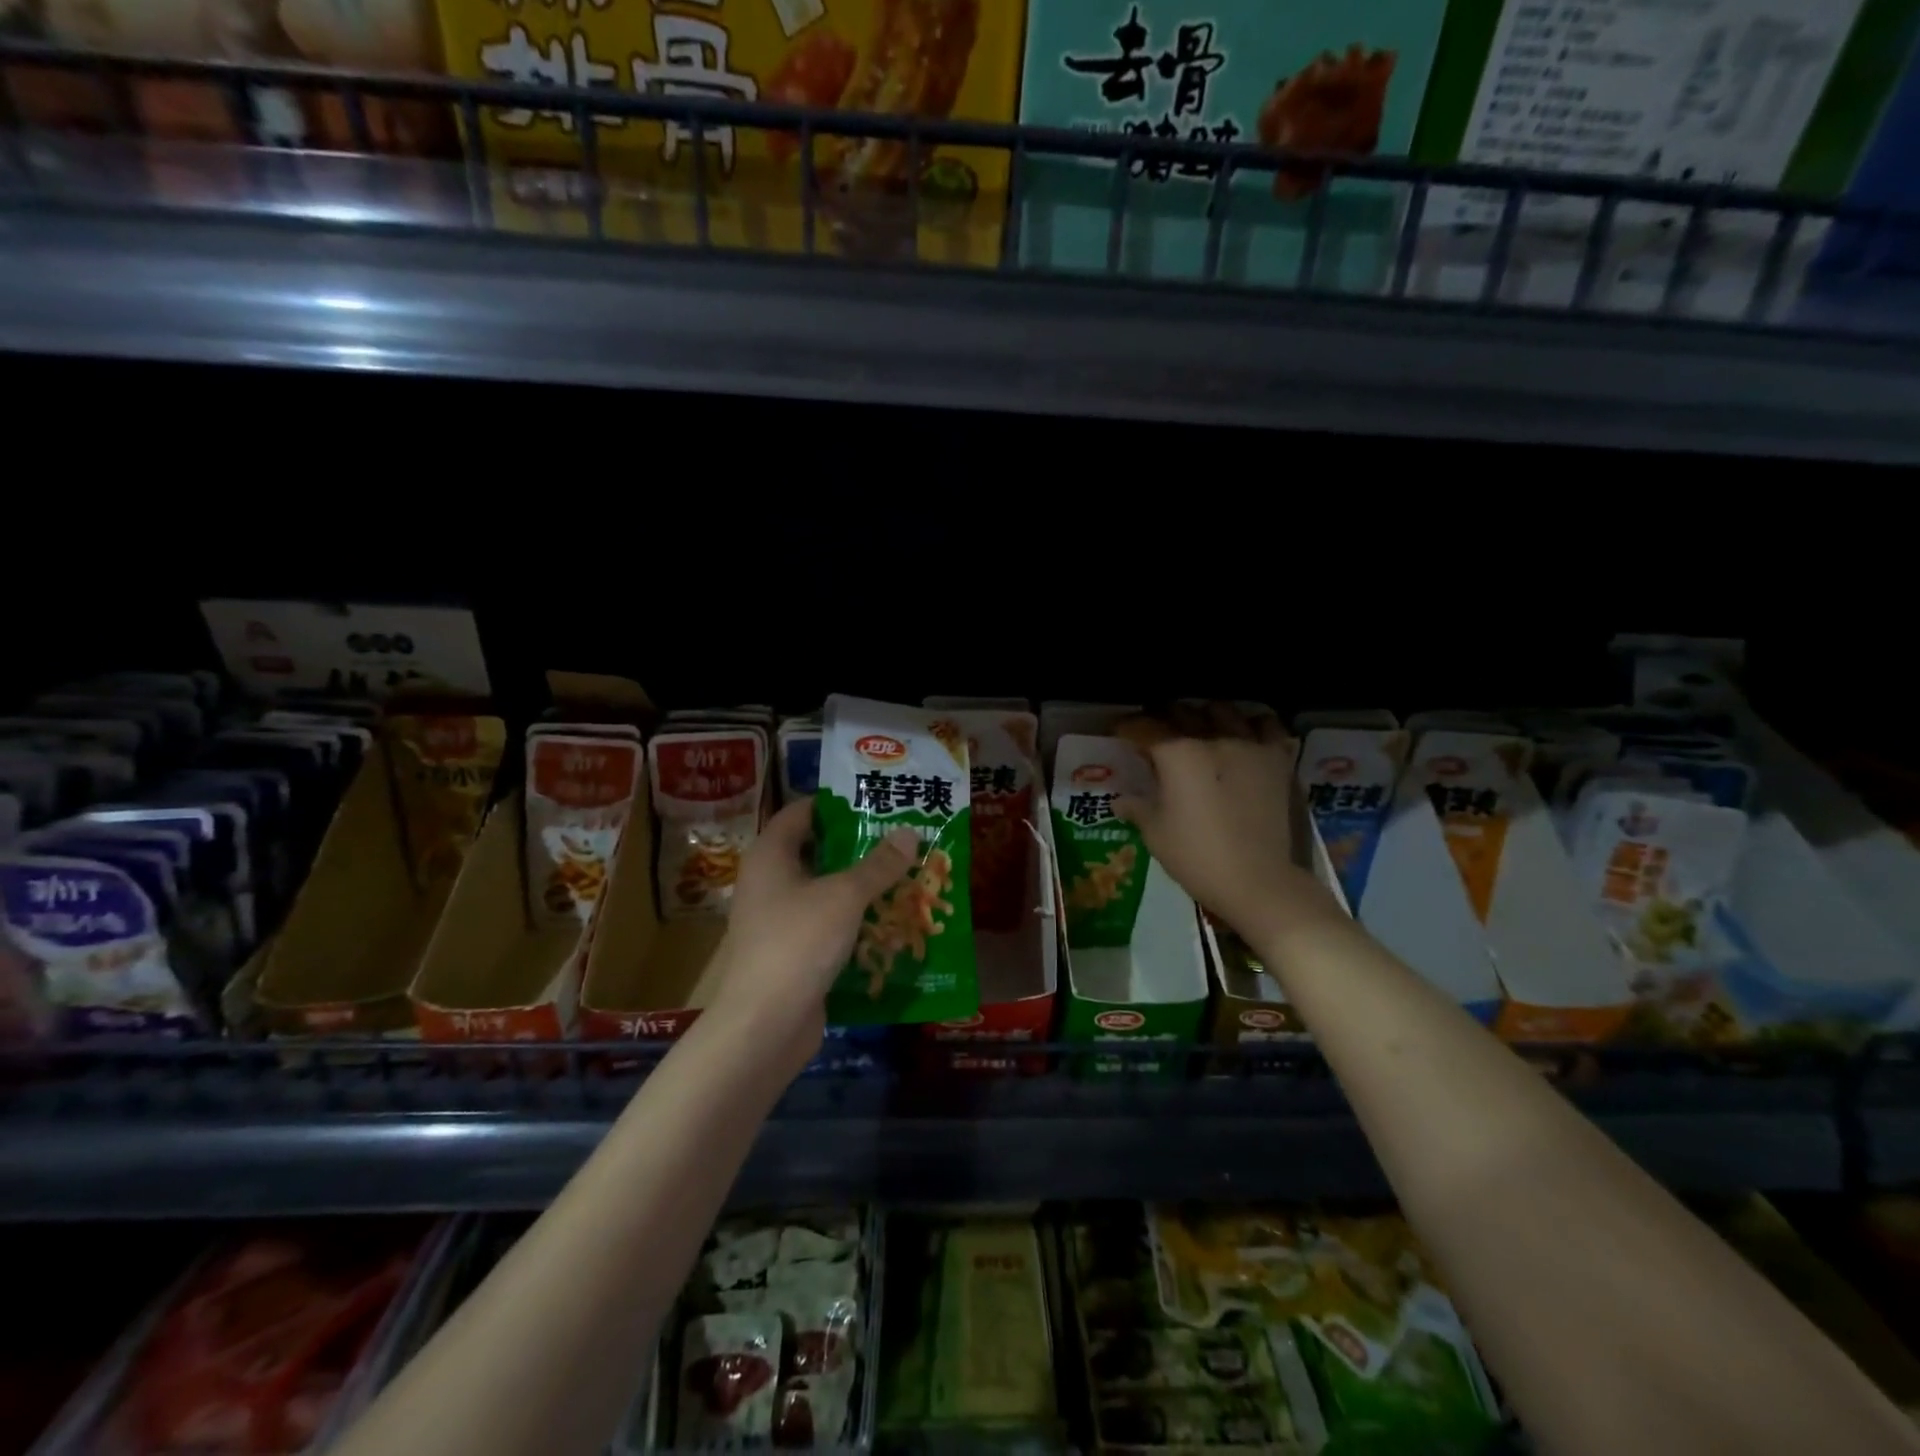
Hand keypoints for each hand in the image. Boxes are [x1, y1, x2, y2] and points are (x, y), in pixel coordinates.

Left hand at [705, 801, 918, 1071]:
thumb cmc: (798, 942)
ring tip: (908, 876)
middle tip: (904, 838)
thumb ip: (878, 865)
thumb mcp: (845, 896)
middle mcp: (770, 882)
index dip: (836, 803)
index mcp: (771, 855)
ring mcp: (780, 920)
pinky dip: (857, 922)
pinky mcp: (794, 953)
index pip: (801, 812)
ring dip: (863, 887)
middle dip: (860, 847)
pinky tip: (893, 922)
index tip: (876, 801)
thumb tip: (909, 832)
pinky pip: (829, 926)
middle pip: (818, 852)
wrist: (764, 1025)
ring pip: (827, 892)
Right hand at [1113, 703, 1334, 944]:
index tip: (1119, 731)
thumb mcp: (1155, 834)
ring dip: (1205, 715)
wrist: (1258, 881)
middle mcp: (1212, 738)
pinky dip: (1251, 724)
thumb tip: (1120, 799)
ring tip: (1199, 729)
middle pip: (1182, 711)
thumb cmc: (1197, 857)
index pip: (1144, 727)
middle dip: (1163, 717)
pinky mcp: (1277, 759)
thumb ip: (1137, 807)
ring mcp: (1249, 744)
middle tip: (1155, 733)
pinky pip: (1266, 725)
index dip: (1126, 726)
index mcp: (1177, 754)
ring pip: (1223, 710)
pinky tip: (1244, 735)